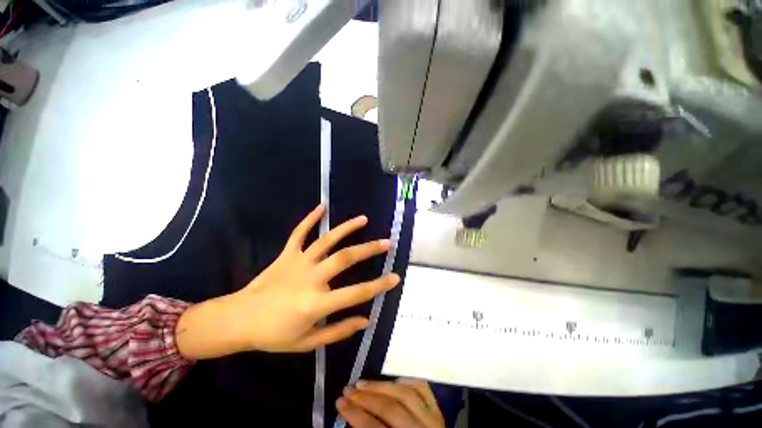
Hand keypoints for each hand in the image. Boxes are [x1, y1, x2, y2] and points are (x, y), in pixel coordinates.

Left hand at [176, 204, 399, 358]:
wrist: (238, 320)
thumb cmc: (274, 335)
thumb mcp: (308, 341)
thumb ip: (339, 331)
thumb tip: (366, 320)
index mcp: (316, 303)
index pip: (356, 293)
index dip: (378, 286)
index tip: (396, 277)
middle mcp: (311, 278)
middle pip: (345, 258)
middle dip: (369, 249)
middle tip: (386, 242)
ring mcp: (298, 262)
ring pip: (326, 240)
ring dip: (346, 228)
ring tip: (364, 219)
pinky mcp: (287, 254)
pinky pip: (299, 232)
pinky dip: (310, 218)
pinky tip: (322, 206)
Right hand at [337, 379, 444, 427]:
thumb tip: (353, 421)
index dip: (354, 414)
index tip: (339, 402)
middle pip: (391, 409)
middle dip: (365, 398)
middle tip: (347, 390)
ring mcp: (434, 423)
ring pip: (406, 394)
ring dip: (381, 386)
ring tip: (362, 383)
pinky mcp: (439, 415)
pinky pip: (423, 390)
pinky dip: (407, 382)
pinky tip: (393, 382)